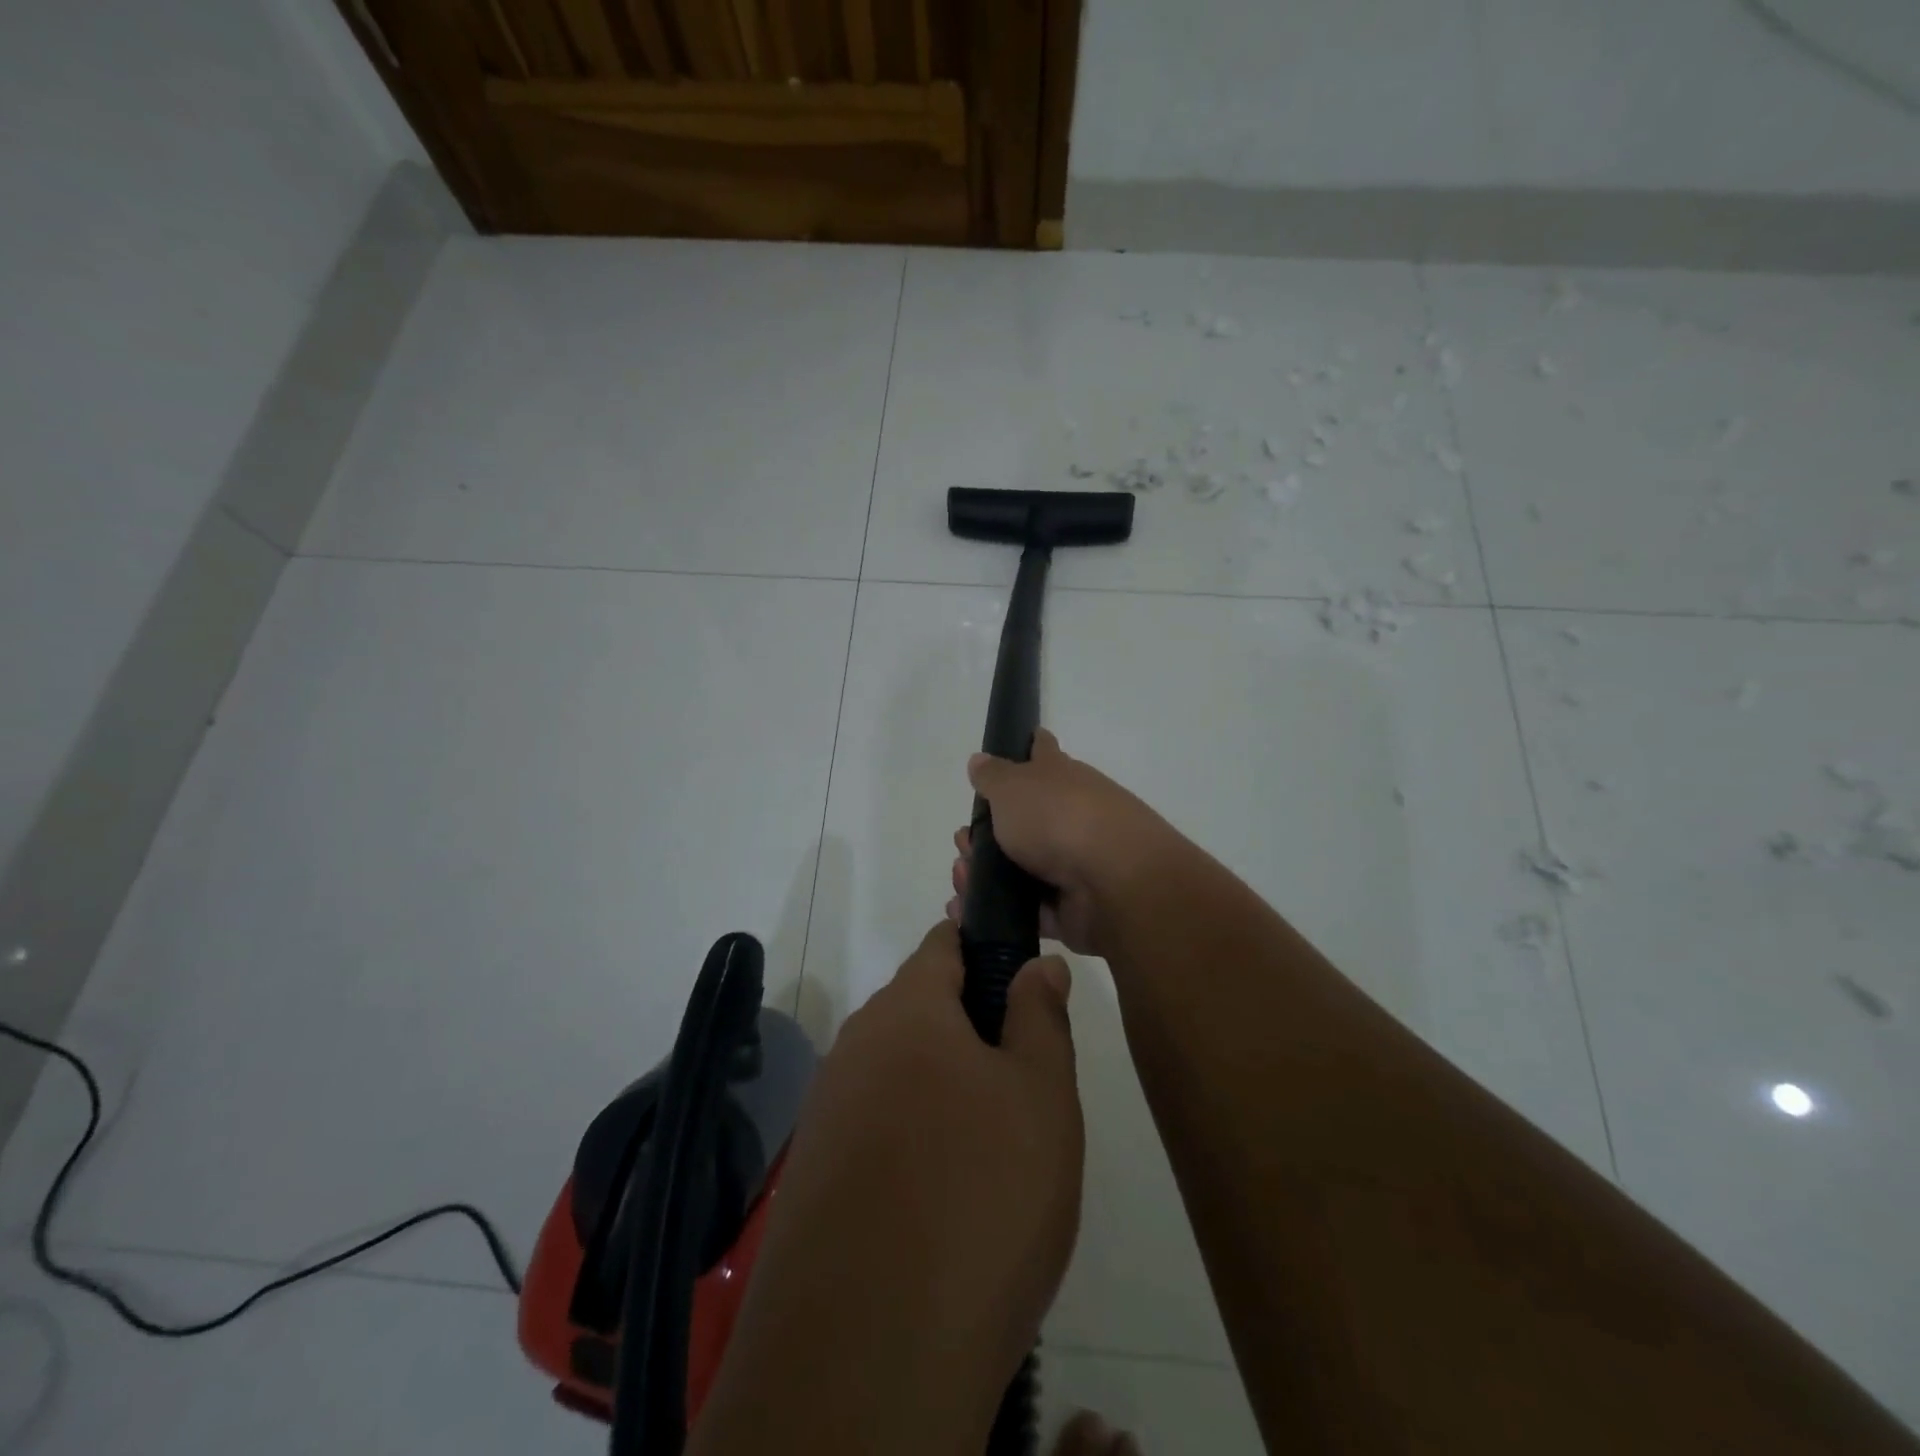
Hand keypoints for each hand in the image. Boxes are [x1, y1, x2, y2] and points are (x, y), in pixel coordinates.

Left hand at [695, 923, 1082, 1454]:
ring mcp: (827, 1109)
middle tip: (1024, 1085)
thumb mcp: (1041, 1097)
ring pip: (900, 1070)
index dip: (985, 945)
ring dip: (945, 1087)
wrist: (867, 1356)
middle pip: (922, 1008)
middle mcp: (855, 1045)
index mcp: (907, 1010)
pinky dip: (914, 1137)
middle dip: (973, 1027)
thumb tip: (1037, 964)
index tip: (1023, 978)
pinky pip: (876, 1125)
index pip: (944, 942)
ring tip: (994, 1150)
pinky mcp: (814, 1172)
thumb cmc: (979, 1197)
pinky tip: (944, 1197)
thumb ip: (1040, 1016)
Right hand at [948, 729, 1176, 958]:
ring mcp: (1073, 863)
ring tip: (961, 876)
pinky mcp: (1070, 907)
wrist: (1114, 882)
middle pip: (1025, 818)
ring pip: (1020, 866)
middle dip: (988, 829)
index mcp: (1061, 777)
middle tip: (963, 839)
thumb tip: (979, 760)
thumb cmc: (1059, 818)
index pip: (1043, 751)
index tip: (1018, 744)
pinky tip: (966, 908)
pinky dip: (996, 910)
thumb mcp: (1013, 786)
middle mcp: (1070, 815)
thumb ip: (992, 776)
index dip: (1030, 745)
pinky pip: (1025, 909)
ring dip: (985, 872)